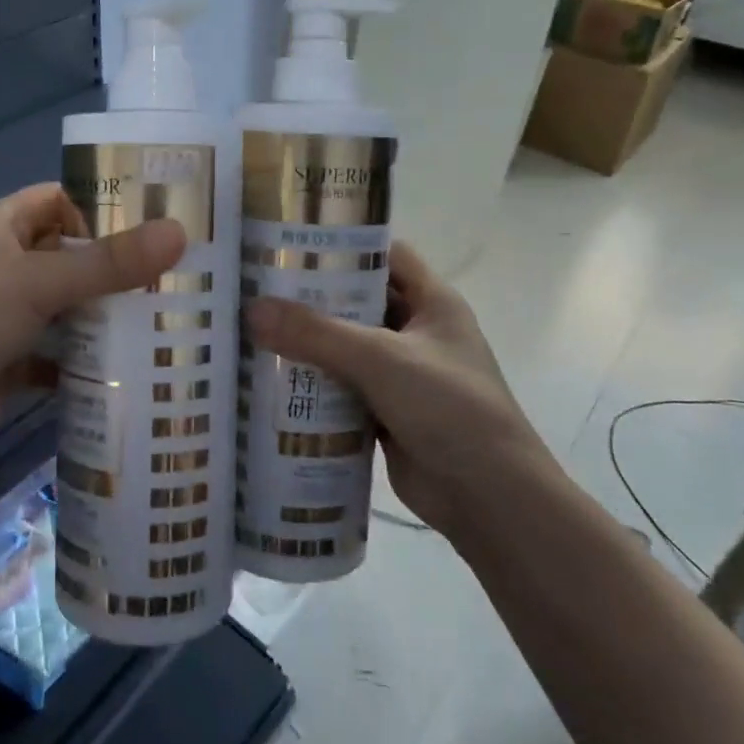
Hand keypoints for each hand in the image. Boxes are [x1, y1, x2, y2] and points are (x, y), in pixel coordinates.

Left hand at [0, 184, 185, 484]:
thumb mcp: (38, 281)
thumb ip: (109, 262)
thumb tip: (180, 232)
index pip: (59, 200)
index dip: (105, 204)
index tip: (162, 218)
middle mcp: (3, 267)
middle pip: (70, 256)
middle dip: (118, 266)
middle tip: (182, 273)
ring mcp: (6, 318)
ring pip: (68, 308)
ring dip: (108, 315)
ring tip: (172, 317)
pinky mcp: (11, 364)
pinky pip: (60, 354)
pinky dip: (88, 361)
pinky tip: (133, 369)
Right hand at [247, 242, 552, 543]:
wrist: (490, 499)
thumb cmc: (449, 408)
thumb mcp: (381, 359)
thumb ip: (316, 333)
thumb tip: (252, 309)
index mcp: (433, 303)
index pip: (386, 255)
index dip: (345, 245)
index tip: (293, 244)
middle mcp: (418, 332)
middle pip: (358, 302)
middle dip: (313, 297)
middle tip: (258, 289)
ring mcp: (402, 375)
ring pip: (346, 347)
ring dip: (308, 344)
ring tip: (254, 330)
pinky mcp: (386, 412)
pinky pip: (342, 388)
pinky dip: (313, 385)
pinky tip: (272, 381)